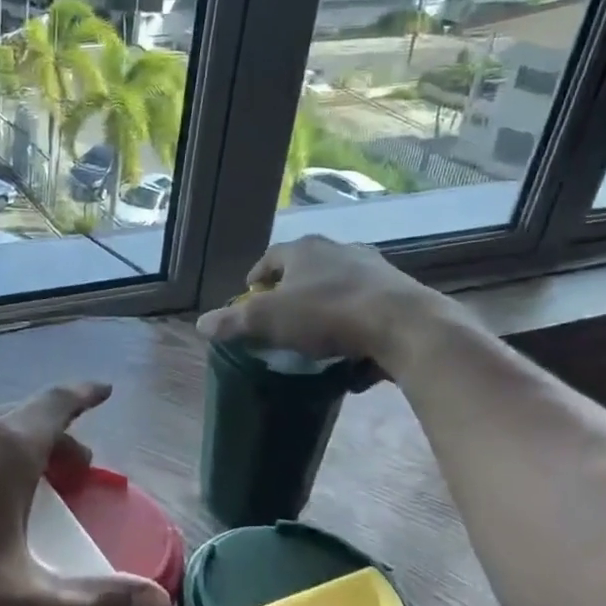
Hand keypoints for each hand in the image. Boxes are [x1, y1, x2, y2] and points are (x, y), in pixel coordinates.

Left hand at [0, 383, 171, 605]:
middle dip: (56, 441)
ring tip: (24, 493)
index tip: (103, 391)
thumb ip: (94, 605)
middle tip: (76, 474)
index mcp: (3, 445)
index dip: (86, 396)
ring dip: (14, 453)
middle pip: (23, 419)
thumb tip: (156, 602)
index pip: (58, 401)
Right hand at [195, 235, 456, 371]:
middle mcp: (339, 250)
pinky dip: (354, 326)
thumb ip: (232, 321)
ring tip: (315, 338)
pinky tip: (351, 355)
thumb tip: (200, 324)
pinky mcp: (399, 293)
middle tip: (280, 319)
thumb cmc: (327, 314)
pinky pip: (366, 310)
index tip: (249, 298)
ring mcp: (373, 269)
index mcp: (304, 250)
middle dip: (291, 293)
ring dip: (324, 308)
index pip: (270, 258)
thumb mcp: (268, 320)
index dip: (256, 278)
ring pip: (338, 288)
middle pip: (306, 270)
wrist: (405, 326)